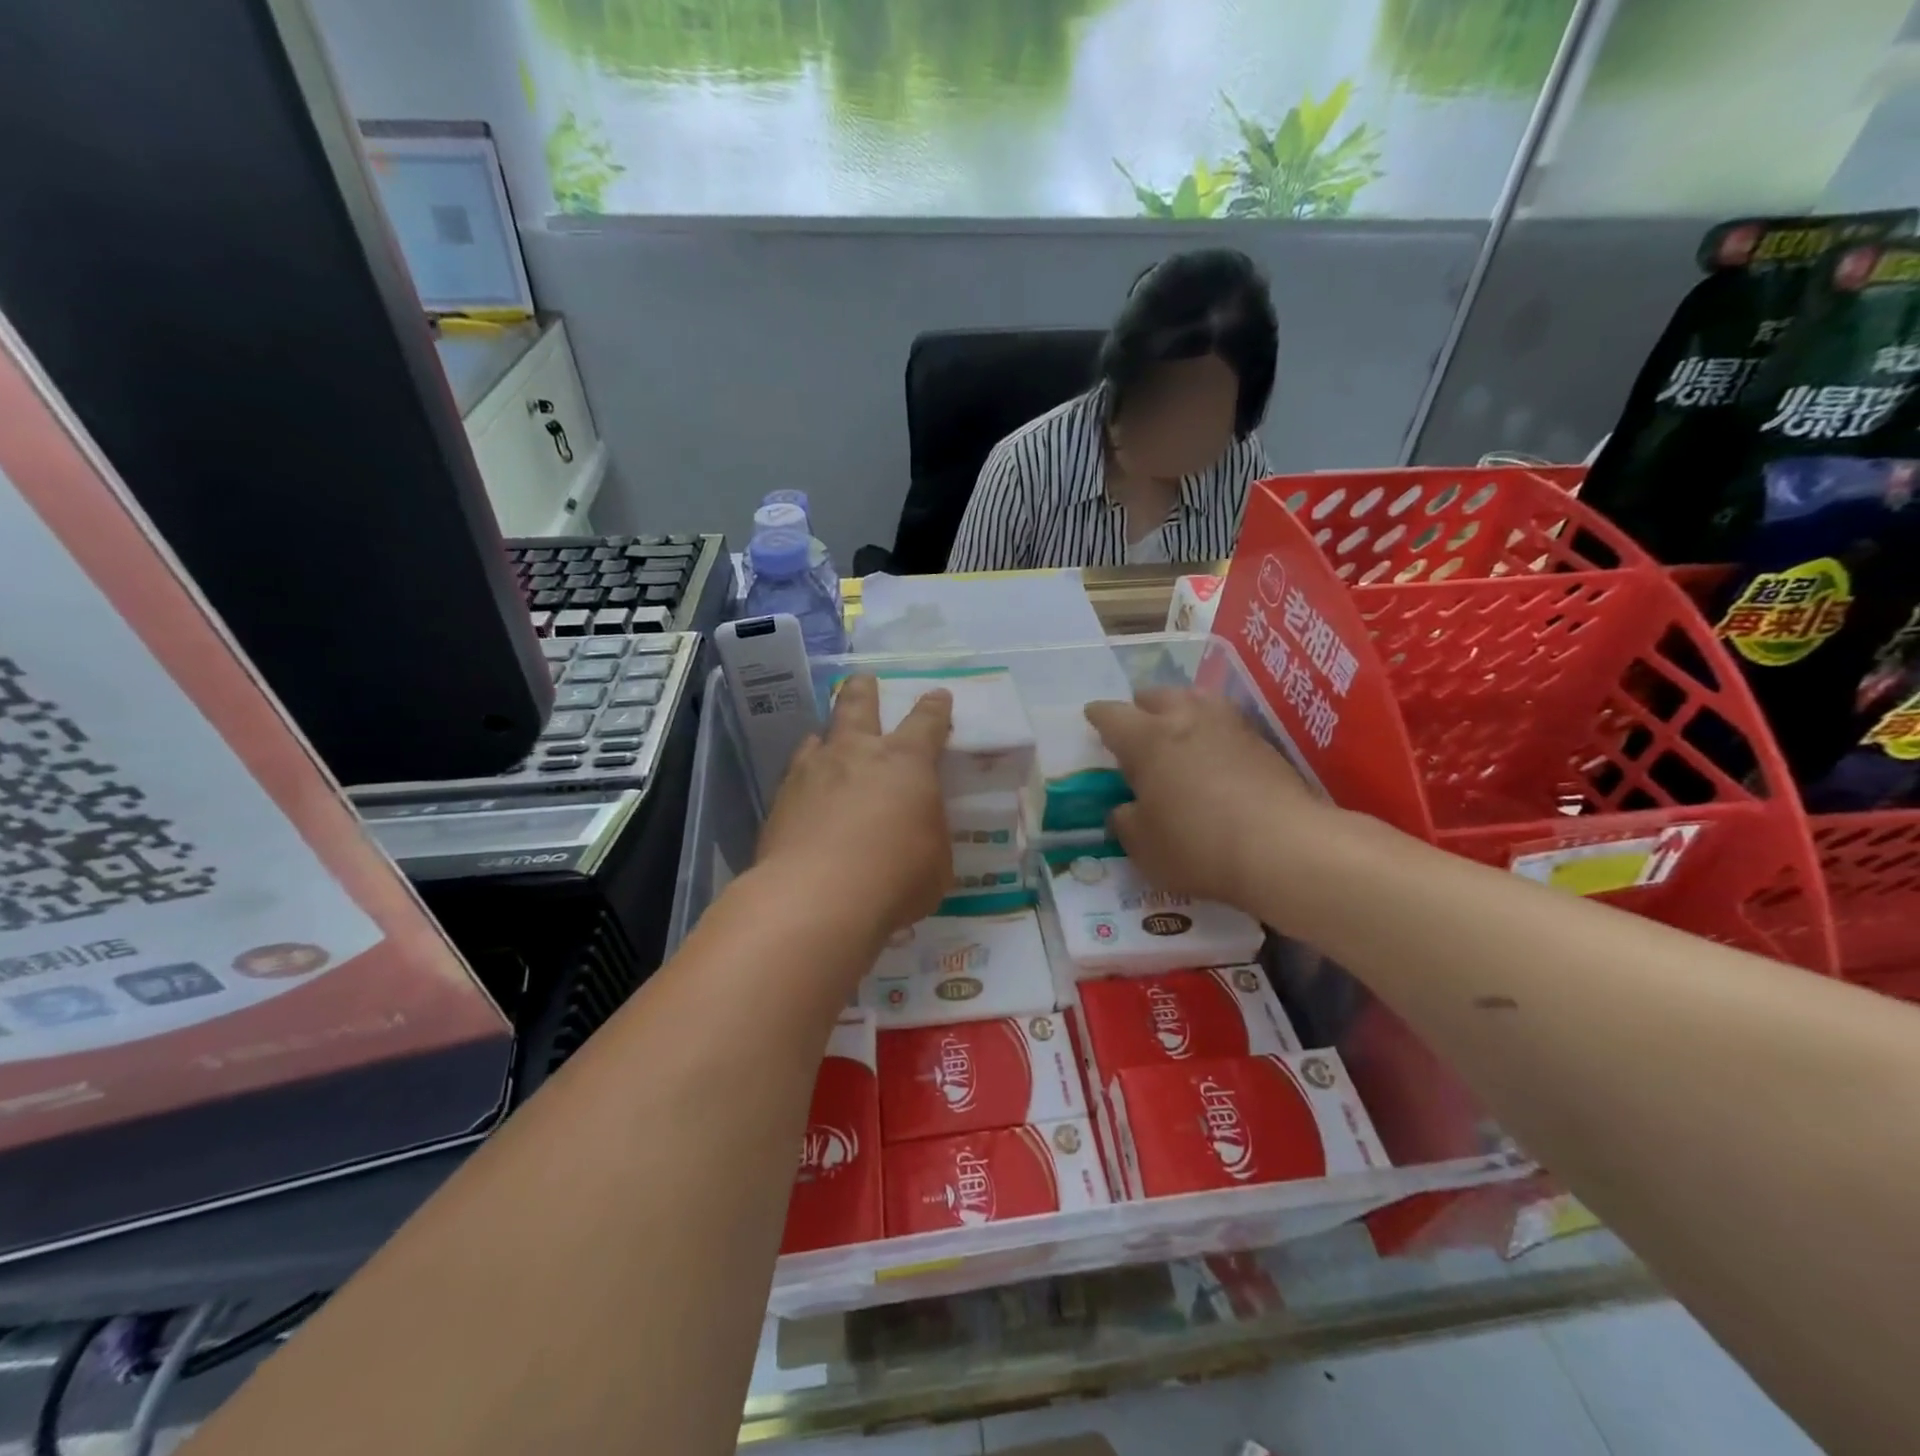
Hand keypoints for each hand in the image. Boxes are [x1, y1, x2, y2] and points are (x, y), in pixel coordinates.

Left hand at [758, 675, 952, 942]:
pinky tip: (805, 798)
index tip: (938, 696)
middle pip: (857, 705)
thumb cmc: (895, 878)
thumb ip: (927, 834)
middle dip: (864, 690)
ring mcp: (811, 773)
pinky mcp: (780, 801)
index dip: (934, 708)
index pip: (926, 722)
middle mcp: (855, 754)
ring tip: (827, 743)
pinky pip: (794, 777)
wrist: (815, 899)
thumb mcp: (935, 861)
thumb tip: (918, 830)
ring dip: (827, 737)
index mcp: (905, 762)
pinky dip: (804, 780)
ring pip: (818, 737)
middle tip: (864, 681)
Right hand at [1085, 687, 1332, 915]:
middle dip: (1140, 708)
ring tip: (1177, 731)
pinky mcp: (1262, 741)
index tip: (1092, 719)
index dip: (1098, 716)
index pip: (1111, 715)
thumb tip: (1126, 808)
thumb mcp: (1143, 846)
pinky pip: (1225, 722)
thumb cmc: (1198, 846)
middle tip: (1136, 729)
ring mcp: (1228, 725)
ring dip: (1180, 710)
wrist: (1284, 848)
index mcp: (1147, 739)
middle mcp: (1186, 719)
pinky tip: (1213, 752)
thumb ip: (1125, 821)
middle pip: (1156, 696)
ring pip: (1196, 699)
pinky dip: (1211, 730)